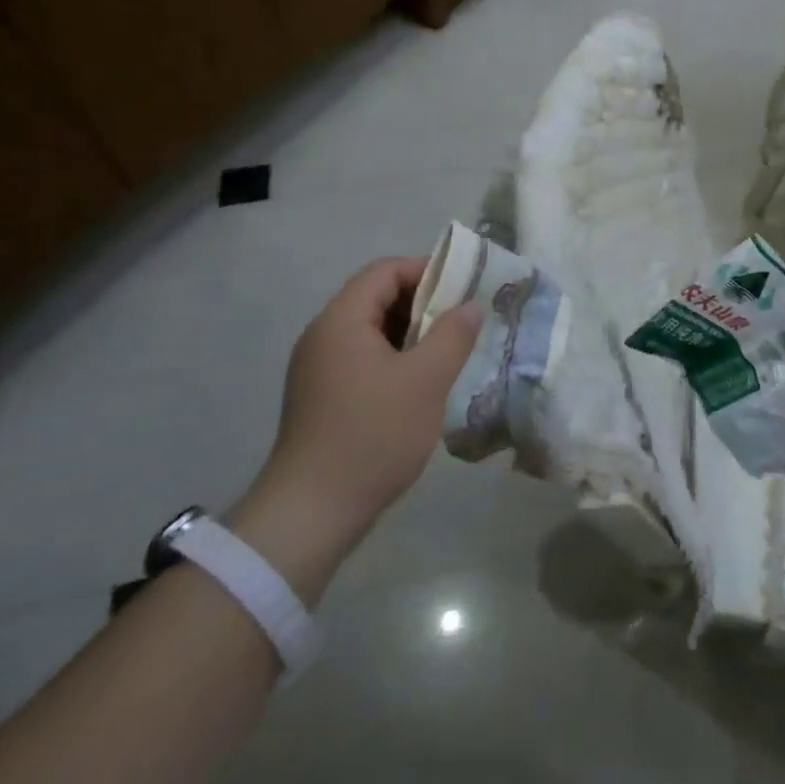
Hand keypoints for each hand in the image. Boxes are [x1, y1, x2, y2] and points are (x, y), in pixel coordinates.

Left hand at [232, 258, 481, 601]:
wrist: (312, 512)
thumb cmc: (373, 435)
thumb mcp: (425, 381)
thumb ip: (453, 336)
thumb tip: (471, 306)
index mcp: (341, 321)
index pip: (384, 271)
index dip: (426, 270)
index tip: (464, 288)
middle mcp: (323, 336)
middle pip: (376, 298)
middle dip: (423, 303)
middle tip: (463, 321)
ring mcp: (319, 369)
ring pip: (372, 332)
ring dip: (412, 334)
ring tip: (449, 351)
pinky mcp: (322, 397)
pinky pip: (364, 359)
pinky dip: (395, 359)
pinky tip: (422, 383)